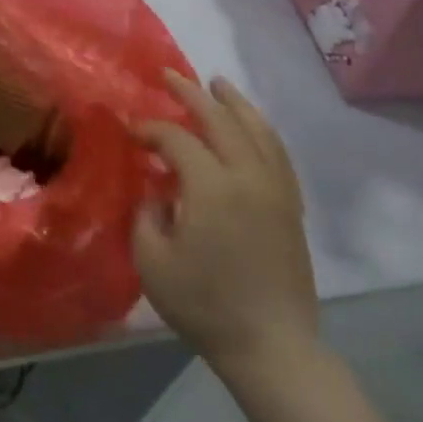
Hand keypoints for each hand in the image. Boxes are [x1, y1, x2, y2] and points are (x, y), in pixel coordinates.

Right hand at [133, 72, 317, 378]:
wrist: (272, 346)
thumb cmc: (204, 305)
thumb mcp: (152, 260)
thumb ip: (146, 213)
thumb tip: (157, 190)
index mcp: (212, 187)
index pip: (177, 138)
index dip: (150, 130)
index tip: (131, 134)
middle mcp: (248, 176)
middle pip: (220, 119)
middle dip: (191, 94)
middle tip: (168, 75)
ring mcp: (276, 189)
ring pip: (257, 129)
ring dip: (233, 103)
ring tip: (216, 84)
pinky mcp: (291, 205)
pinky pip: (277, 151)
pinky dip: (260, 129)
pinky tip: (250, 125)